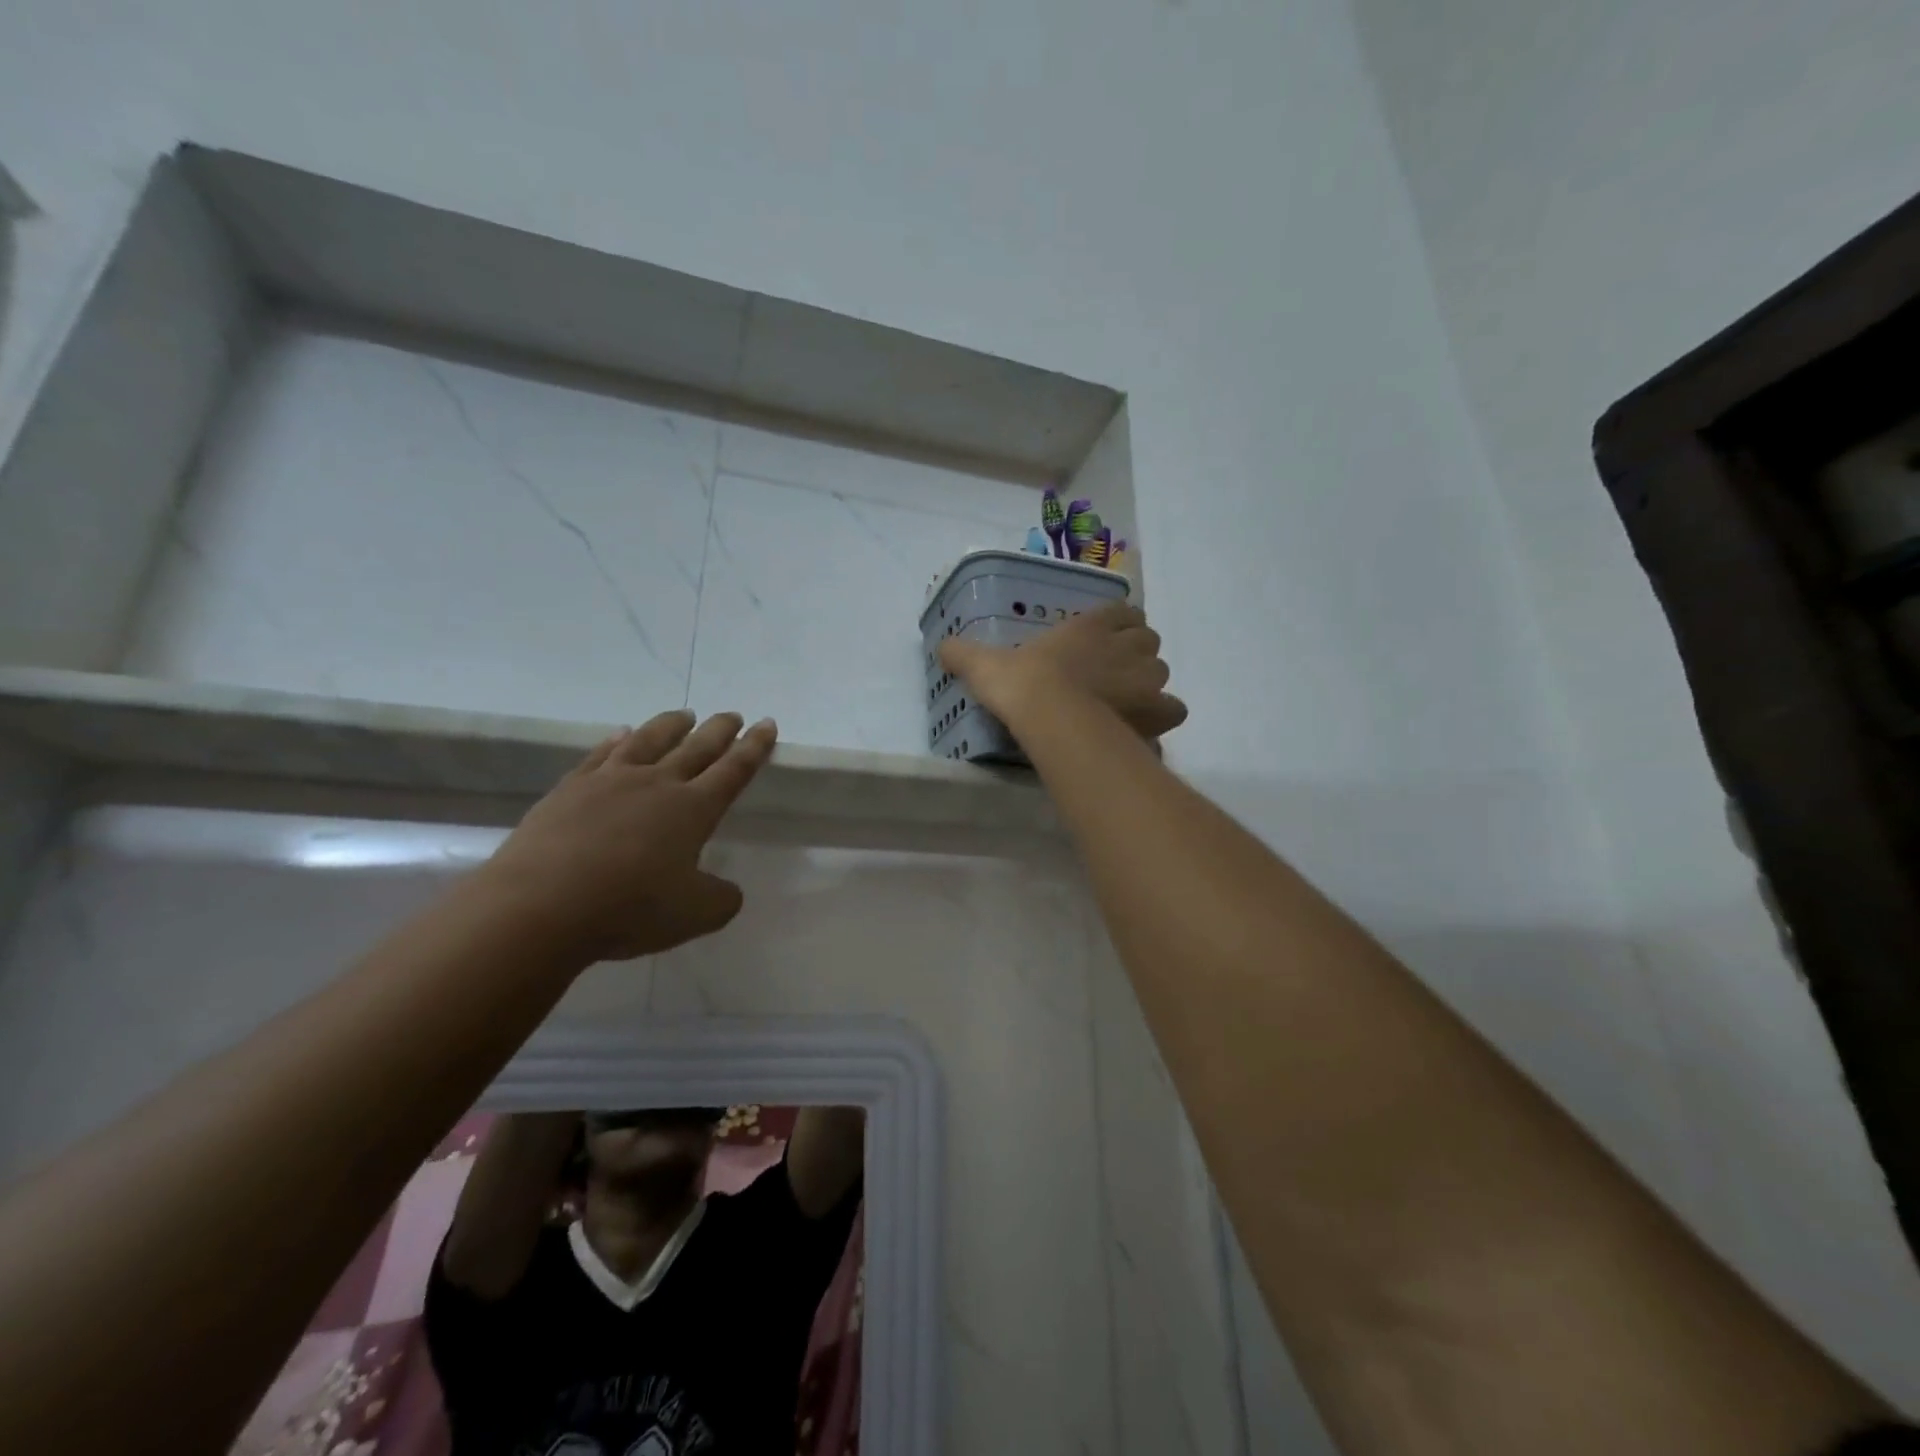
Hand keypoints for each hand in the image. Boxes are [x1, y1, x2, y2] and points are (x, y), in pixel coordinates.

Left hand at [474, 710, 776, 962]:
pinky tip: (621, 735)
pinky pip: (602, 754)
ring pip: (649, 741)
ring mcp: (610, 781)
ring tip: (683, 715)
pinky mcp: (570, 789)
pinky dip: (618, 740)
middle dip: (719, 730)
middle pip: (696, 748)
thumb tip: (728, 890)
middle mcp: (657, 784)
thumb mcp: (696, 915)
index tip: (767, 725)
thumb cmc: (630, 908)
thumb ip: (721, 899)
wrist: (541, 905)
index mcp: (694, 809)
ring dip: (671, 726)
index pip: (734, 770)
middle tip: (732, 715)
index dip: (754, 748)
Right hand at [941, 602, 1187, 739]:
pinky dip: (1161, 718)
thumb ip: (966, 654)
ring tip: (1126, 702)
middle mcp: (1125, 646)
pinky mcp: (1155, 712)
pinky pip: (1172, 710)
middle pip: (1148, 642)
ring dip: (1148, 684)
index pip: (1124, 613)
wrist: (1049, 716)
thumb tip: (942, 647)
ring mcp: (1145, 679)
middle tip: (1113, 675)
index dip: (1119, 625)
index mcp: (1091, 626)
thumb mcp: (986, 664)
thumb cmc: (1022, 683)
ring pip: (1161, 673)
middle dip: (1135, 655)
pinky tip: (1143, 729)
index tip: (1107, 639)